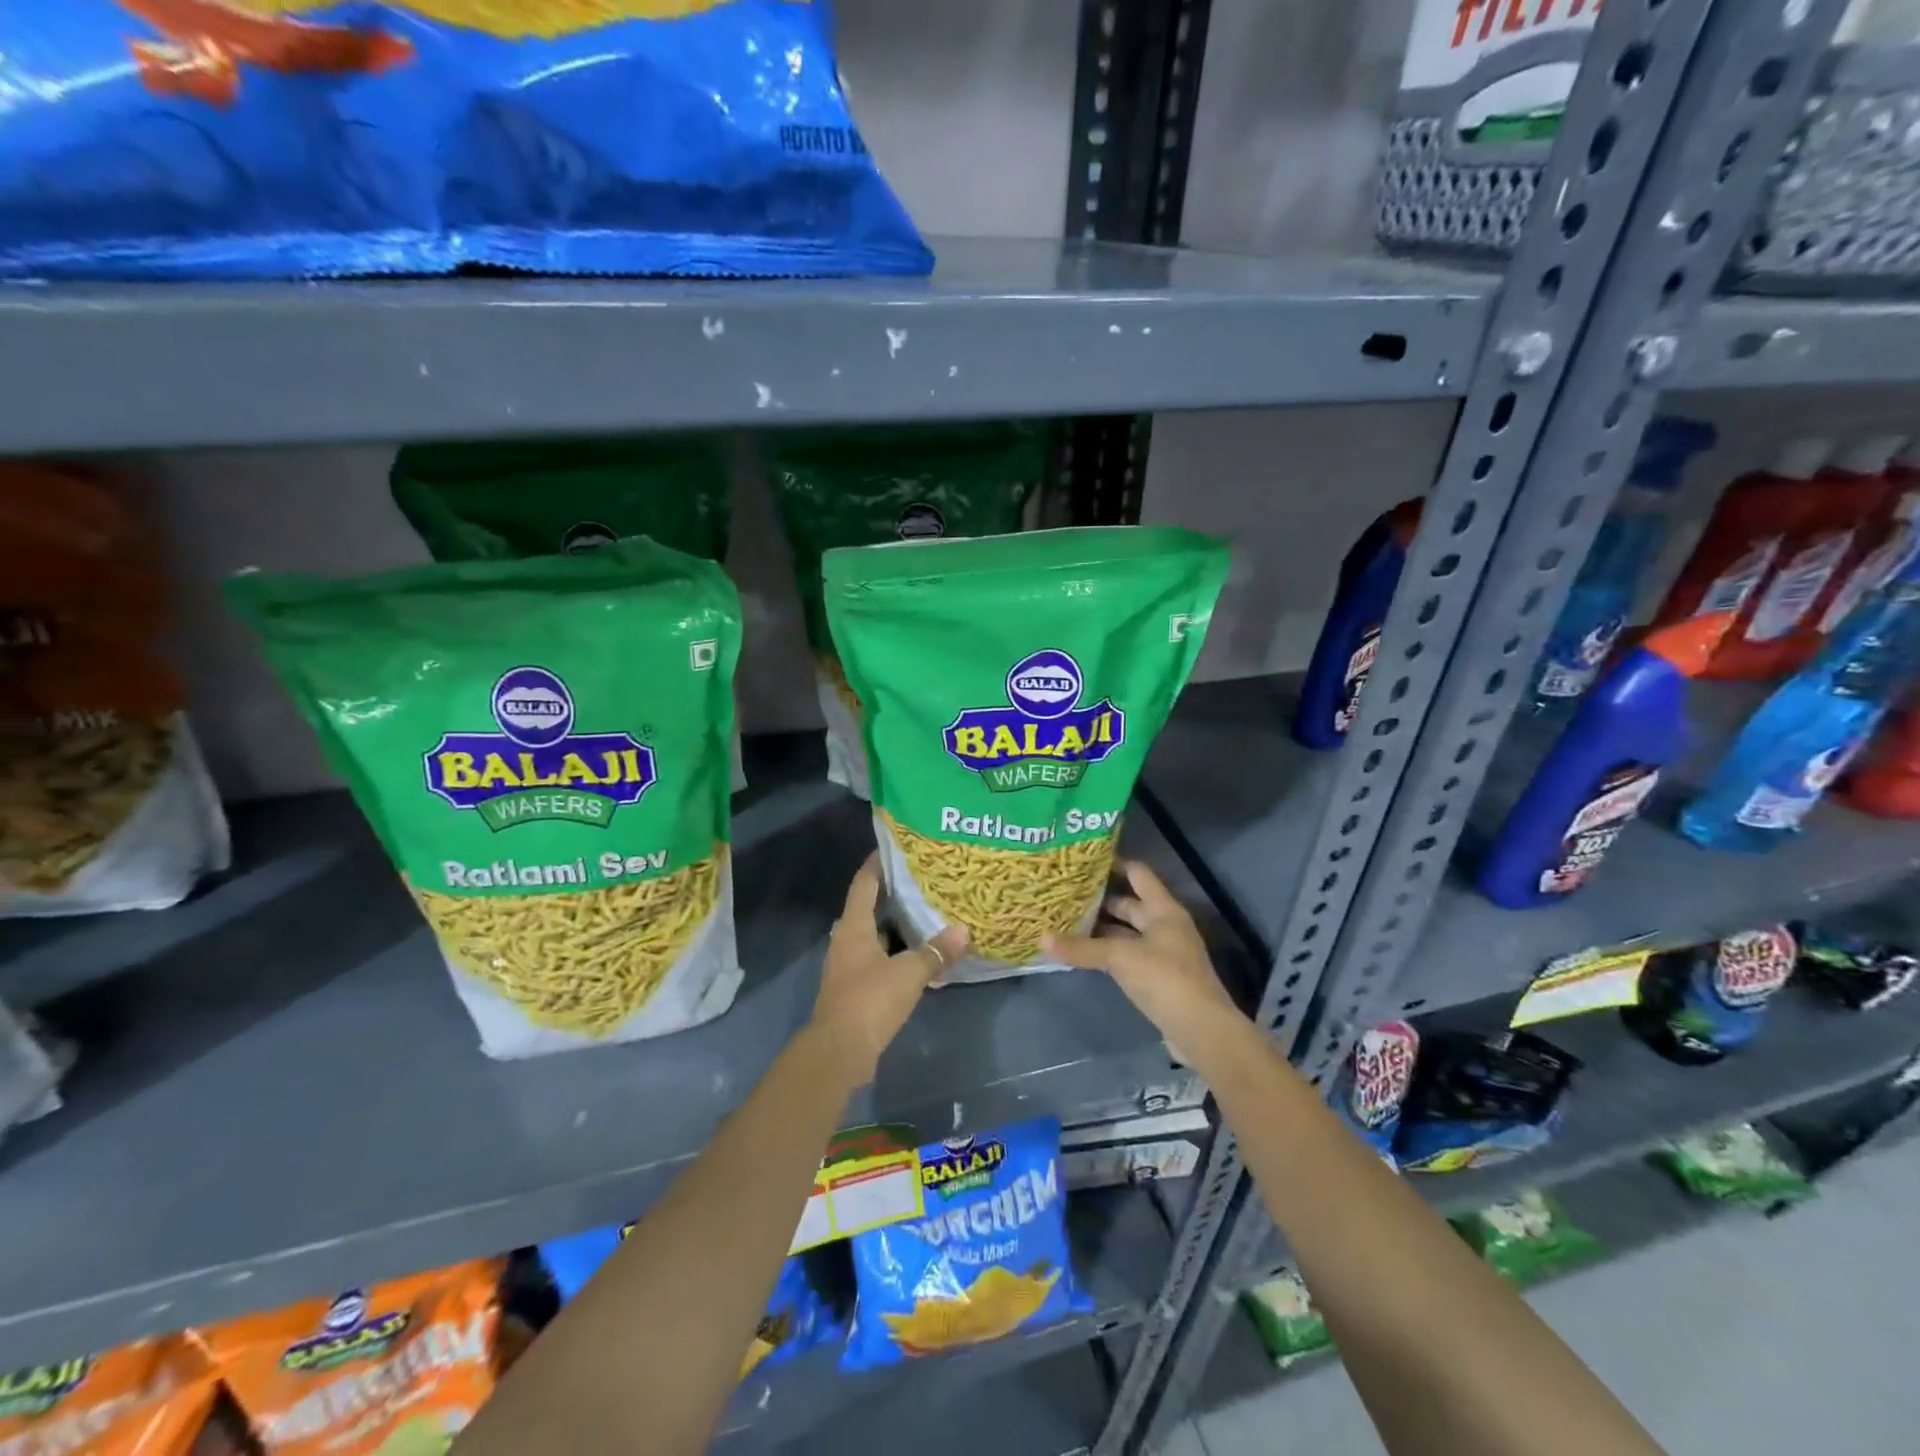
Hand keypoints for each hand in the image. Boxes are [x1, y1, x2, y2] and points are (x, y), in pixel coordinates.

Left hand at [812, 855, 968, 1082]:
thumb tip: (963, 931)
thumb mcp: (910, 973)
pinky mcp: (854, 987)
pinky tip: (918, 955)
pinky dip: (895, 952)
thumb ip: (936, 951)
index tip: (896, 846)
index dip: (878, 863)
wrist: (839, 1051)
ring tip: (926, 913)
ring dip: (895, 925)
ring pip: (874, 934)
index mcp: (854, 926)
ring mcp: (848, 965)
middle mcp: (846, 939)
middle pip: (868, 907)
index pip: (864, 883)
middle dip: (892, 893)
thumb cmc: (870, 1000)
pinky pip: (877, 958)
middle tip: (922, 880)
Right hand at [1043, 860, 1245, 1058]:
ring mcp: (1164, 953)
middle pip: (1130, 904)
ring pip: (1127, 932)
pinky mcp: (1158, 978)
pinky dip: (1108, 953)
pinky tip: (1084, 954)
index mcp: (1163, 910)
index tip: (1084, 861)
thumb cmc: (1165, 979)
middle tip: (1066, 893)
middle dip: (1100, 900)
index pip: (1138, 874)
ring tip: (1067, 921)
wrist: (1201, 1031)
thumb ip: (1082, 948)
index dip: (1114, 863)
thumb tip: (1041, 939)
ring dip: (1102, 929)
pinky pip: (1128, 956)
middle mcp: (1165, 926)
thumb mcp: (1120, 958)